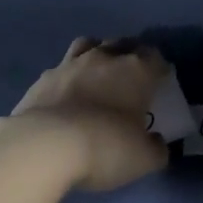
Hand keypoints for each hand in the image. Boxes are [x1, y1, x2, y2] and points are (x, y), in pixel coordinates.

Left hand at [0, 38, 170, 192]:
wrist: (45, 145)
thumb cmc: (105, 147)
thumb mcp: (143, 159)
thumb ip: (155, 148)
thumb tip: (156, 142)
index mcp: (135, 71)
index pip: (154, 56)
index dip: (159, 67)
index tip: (160, 80)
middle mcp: (103, 58)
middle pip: (121, 44)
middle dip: (129, 55)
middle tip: (131, 76)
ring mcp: (69, 64)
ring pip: (88, 45)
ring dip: (96, 54)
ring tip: (97, 73)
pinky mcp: (42, 78)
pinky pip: (61, 68)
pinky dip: (68, 76)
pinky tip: (67, 93)